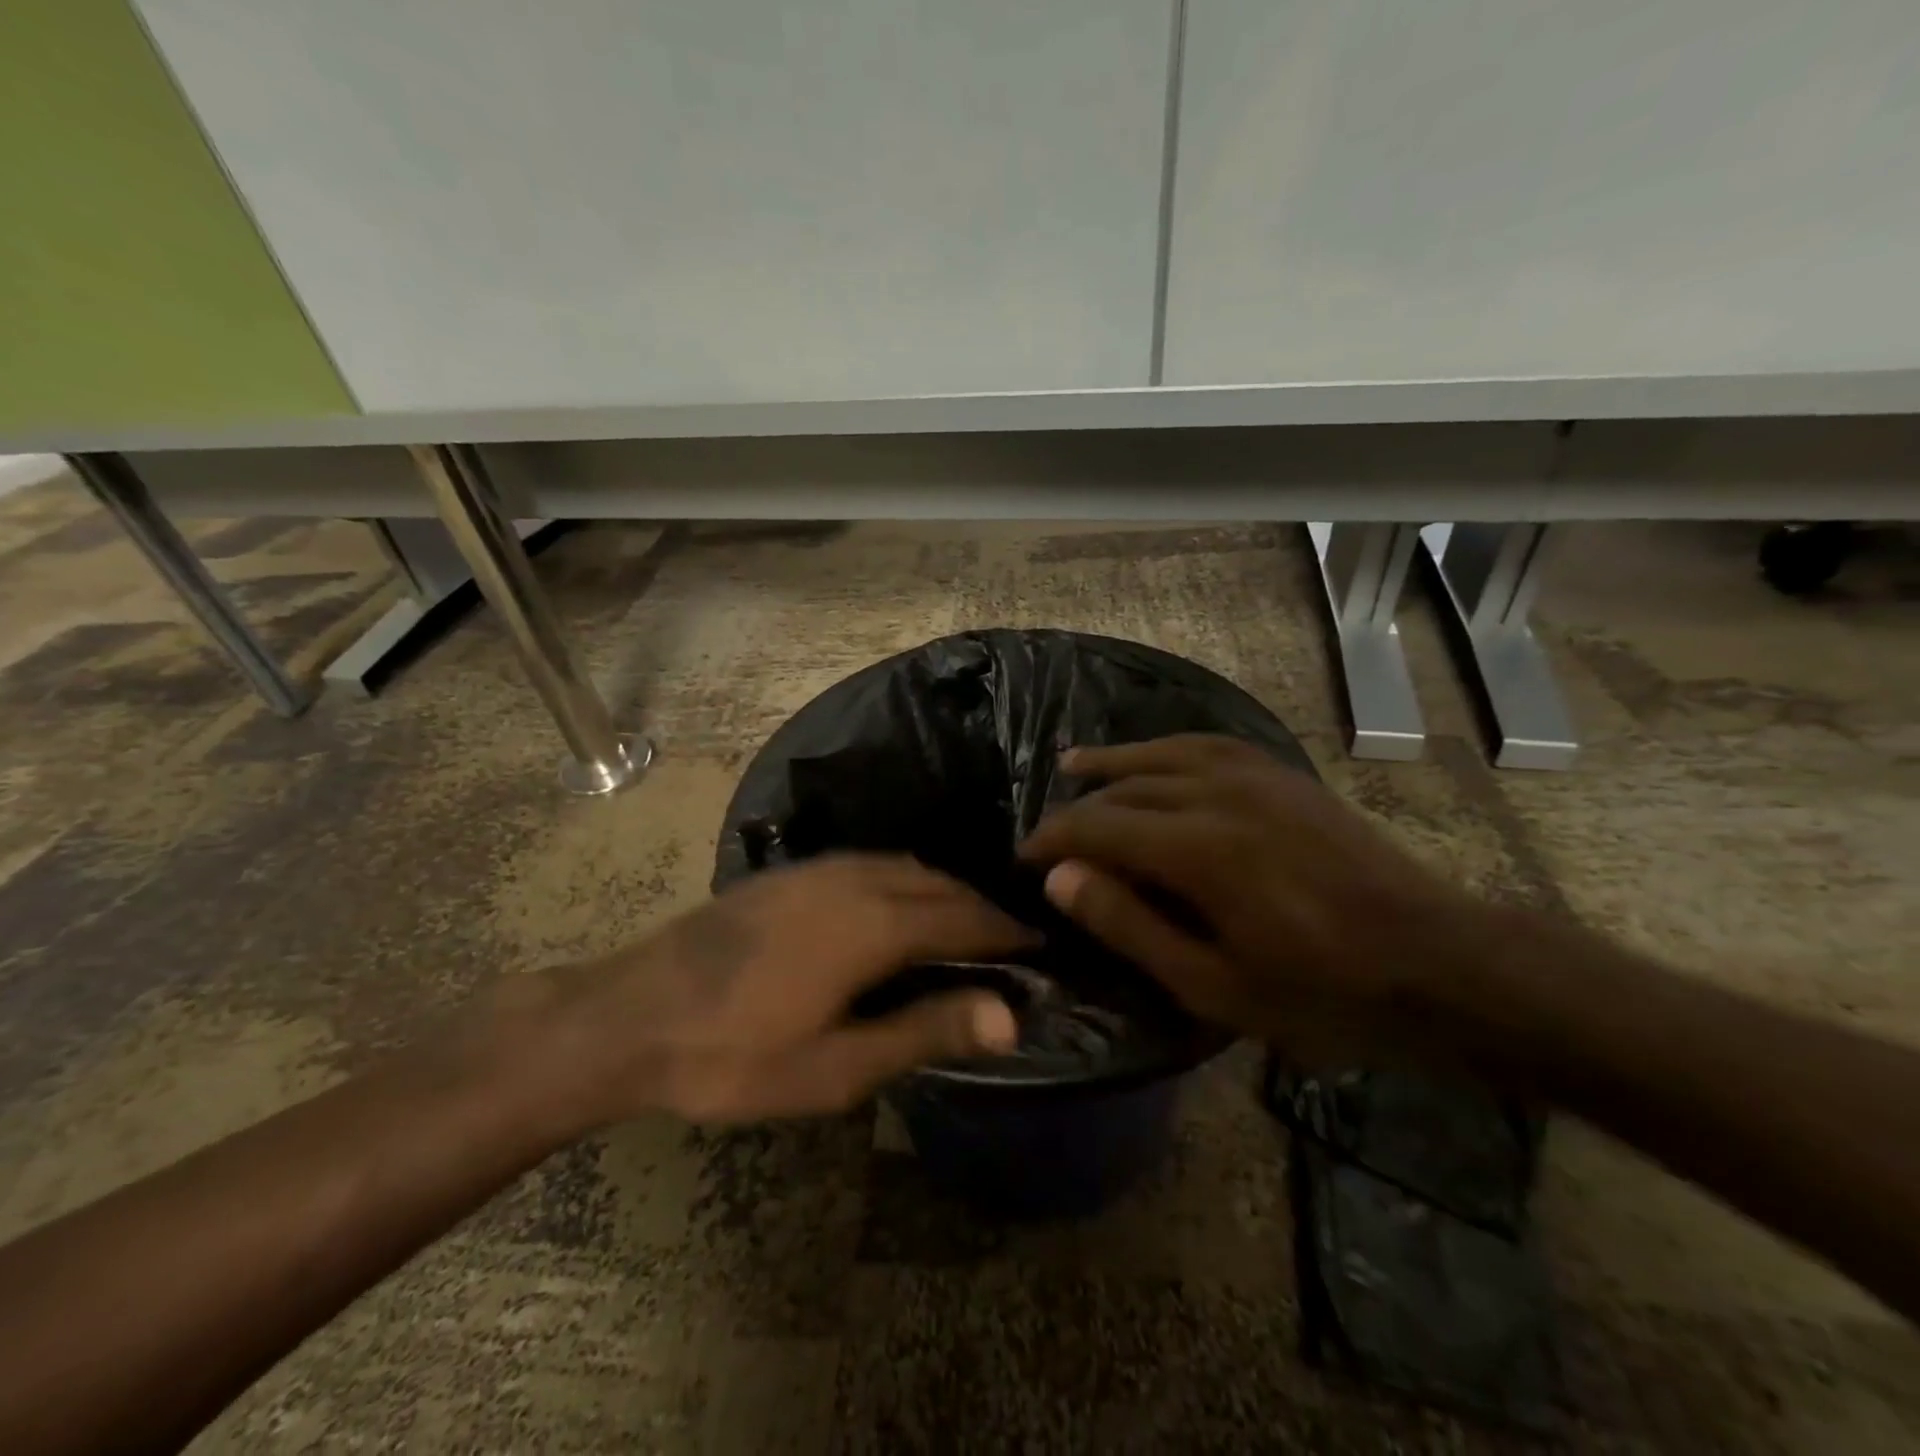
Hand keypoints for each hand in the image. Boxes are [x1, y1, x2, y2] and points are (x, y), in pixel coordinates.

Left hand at [521, 854, 1029, 1125]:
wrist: (631, 1015)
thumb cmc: (735, 1055)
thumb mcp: (836, 1067)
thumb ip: (924, 1032)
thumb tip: (1007, 1015)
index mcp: (874, 924)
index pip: (963, 919)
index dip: (1006, 933)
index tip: (1041, 946)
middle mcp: (855, 879)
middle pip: (939, 885)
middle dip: (981, 911)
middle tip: (1011, 944)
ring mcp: (819, 869)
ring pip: (906, 867)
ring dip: (944, 892)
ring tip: (966, 927)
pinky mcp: (792, 873)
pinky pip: (873, 864)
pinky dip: (906, 881)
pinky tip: (900, 908)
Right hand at [1017, 735, 1500, 1061]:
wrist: (1437, 962)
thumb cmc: (1321, 993)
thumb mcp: (1213, 985)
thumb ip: (1129, 925)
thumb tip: (1061, 878)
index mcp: (1197, 848)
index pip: (1096, 826)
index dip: (1051, 839)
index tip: (1022, 859)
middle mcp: (1218, 793)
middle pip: (1122, 788)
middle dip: (1076, 810)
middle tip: (1048, 839)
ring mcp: (1255, 775)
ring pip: (1160, 753)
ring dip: (1111, 761)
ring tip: (1072, 764)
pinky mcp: (1283, 775)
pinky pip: (1207, 745)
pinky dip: (1164, 747)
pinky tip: (1151, 757)